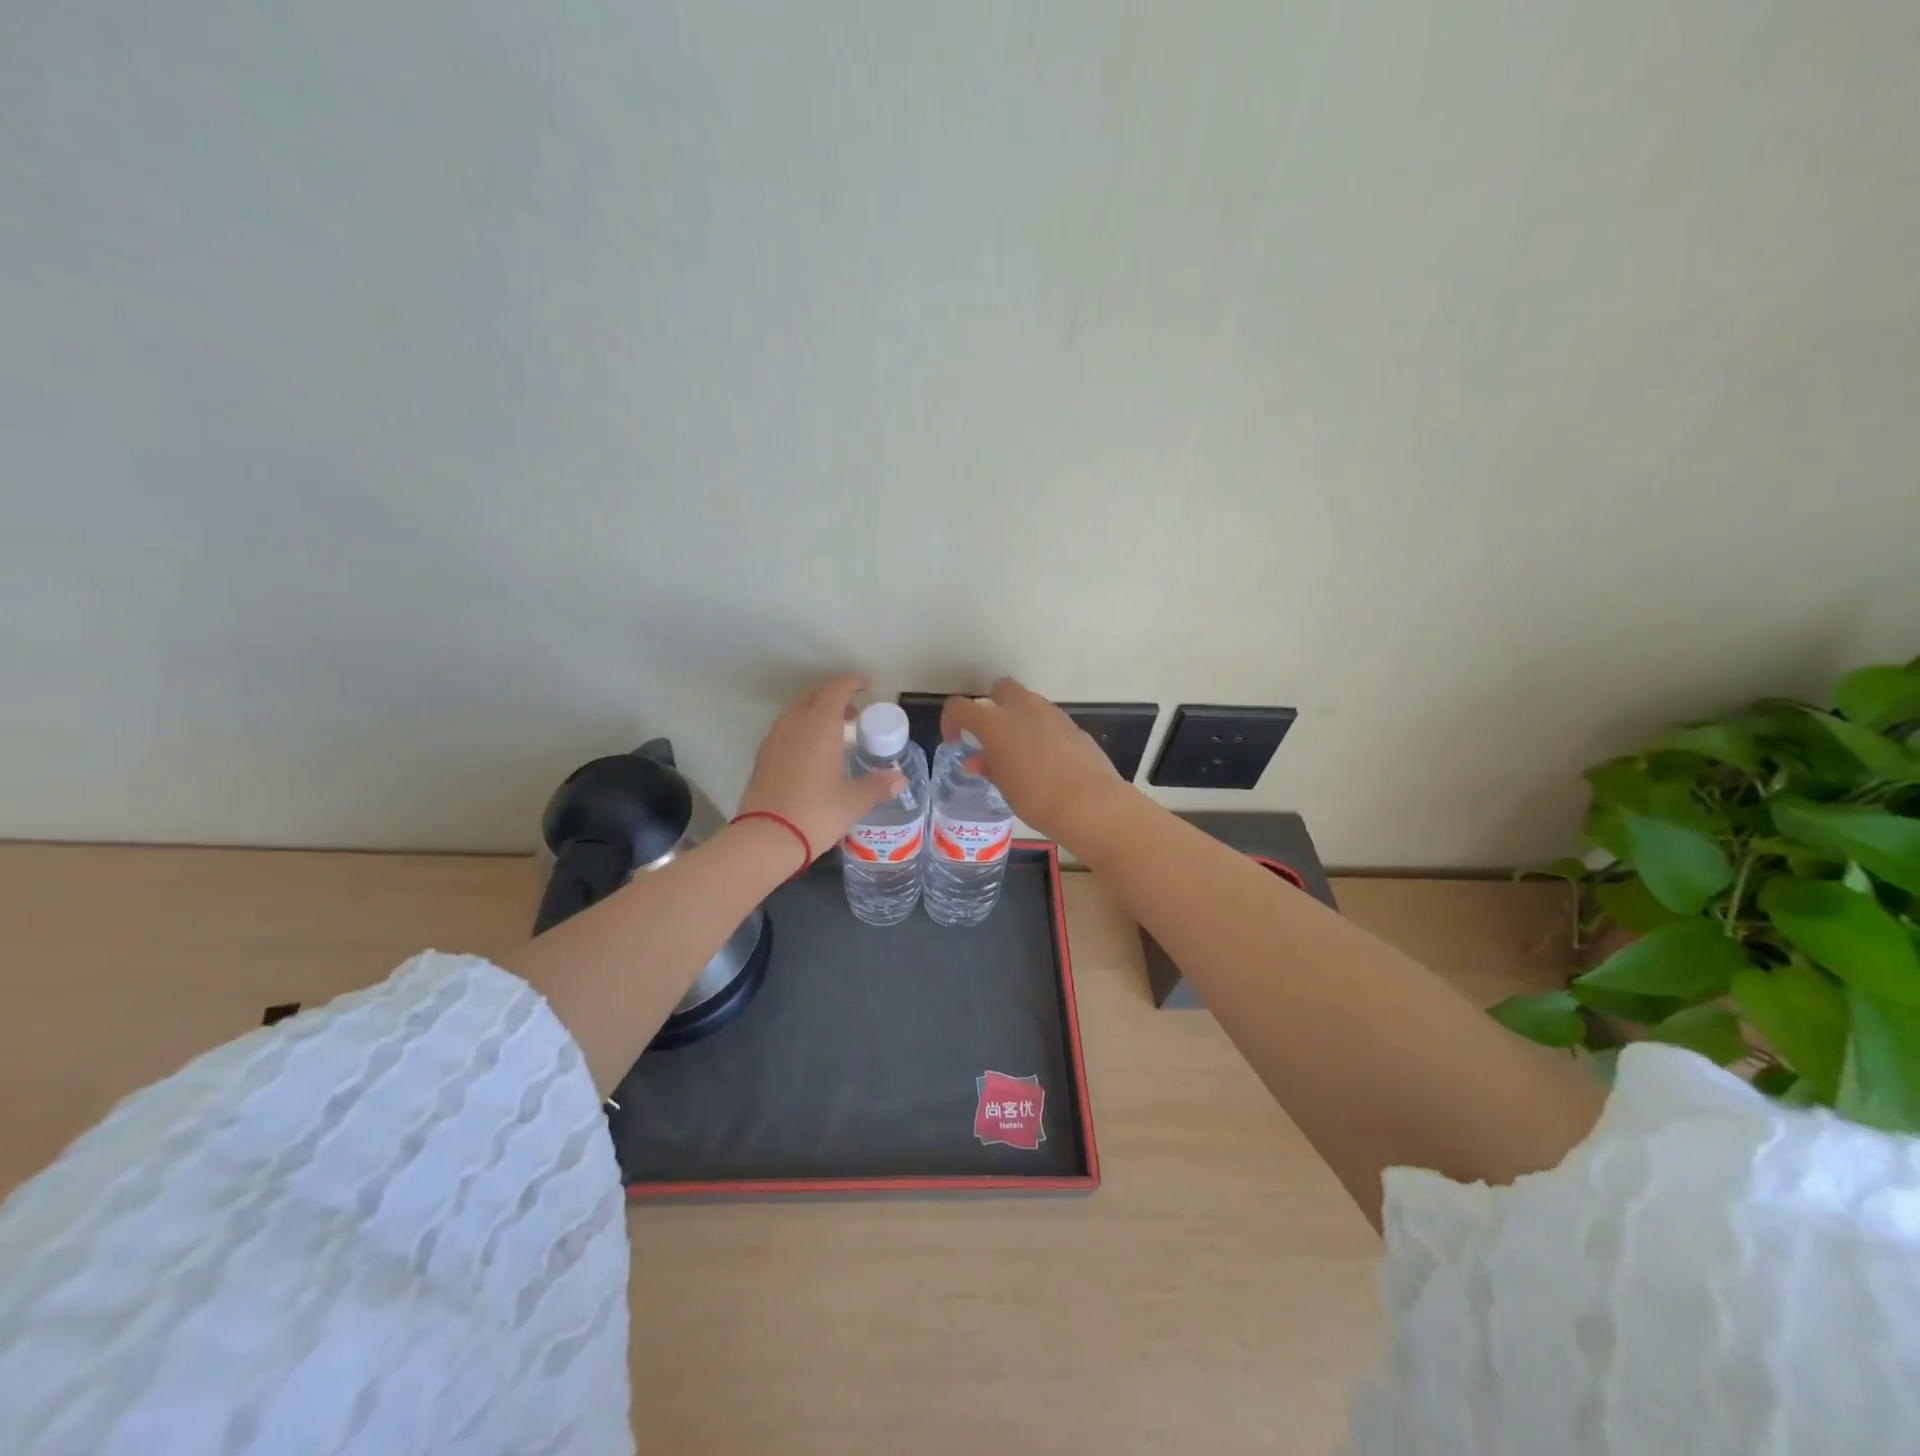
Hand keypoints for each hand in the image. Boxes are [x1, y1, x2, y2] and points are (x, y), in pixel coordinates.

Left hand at [738, 675, 905, 868]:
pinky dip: (801, 731)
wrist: (767, 838)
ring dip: (816, 714)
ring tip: (834, 734)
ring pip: (797, 713)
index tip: (866, 686)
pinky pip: (785, 730)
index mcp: (820, 724)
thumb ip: (878, 785)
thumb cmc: (817, 812)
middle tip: (854, 715)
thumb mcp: (854, 801)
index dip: (852, 683)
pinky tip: (811, 754)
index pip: (836, 689)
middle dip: (835, 699)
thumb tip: (899, 779)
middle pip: (814, 697)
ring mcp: (774, 738)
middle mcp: (794, 723)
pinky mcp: (762, 756)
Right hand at [941, 678, 1130, 845]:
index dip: (951, 720)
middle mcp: (1022, 708)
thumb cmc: (1036, 798)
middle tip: (991, 735)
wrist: (1089, 804)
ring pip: (1028, 702)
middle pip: (1000, 688)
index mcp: (995, 722)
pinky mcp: (1073, 725)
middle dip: (992, 704)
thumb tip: (976, 761)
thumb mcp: (1004, 786)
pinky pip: (1049, 719)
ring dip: (1018, 717)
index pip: (960, 707)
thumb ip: (988, 766)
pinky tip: (1046, 759)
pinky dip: (1041, 730)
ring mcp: (1052, 714)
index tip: (955, 740)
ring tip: (1019, 750)